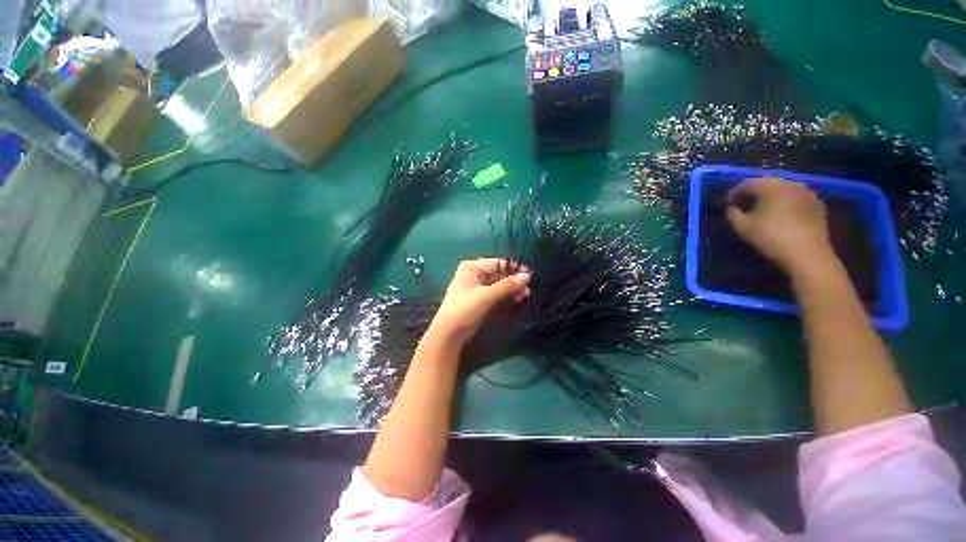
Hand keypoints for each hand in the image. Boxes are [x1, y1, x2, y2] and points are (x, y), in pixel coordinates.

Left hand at [427, 259, 530, 345]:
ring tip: (525, 296)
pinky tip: (517, 300)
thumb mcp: (487, 295)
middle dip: (514, 281)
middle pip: (500, 274)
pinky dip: (506, 296)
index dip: (514, 269)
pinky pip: (497, 293)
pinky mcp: (480, 298)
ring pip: (500, 284)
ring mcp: (477, 286)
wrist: (449, 334)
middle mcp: (475, 273)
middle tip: (528, 290)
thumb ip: (507, 285)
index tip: (531, 276)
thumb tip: (527, 276)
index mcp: (472, 267)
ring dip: (512, 289)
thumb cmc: (465, 309)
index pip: (498, 263)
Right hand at [726, 177, 836, 275]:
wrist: (808, 255)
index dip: (734, 193)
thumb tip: (731, 208)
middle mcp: (791, 184)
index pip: (748, 183)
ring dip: (770, 198)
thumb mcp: (743, 227)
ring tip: (761, 210)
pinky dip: (784, 203)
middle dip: (753, 193)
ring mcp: (808, 194)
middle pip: (767, 184)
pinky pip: (795, 199)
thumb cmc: (771, 238)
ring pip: (783, 190)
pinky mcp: (817, 205)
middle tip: (742, 205)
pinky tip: (780, 216)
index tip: (727, 204)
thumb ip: (733, 214)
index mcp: (772, 187)